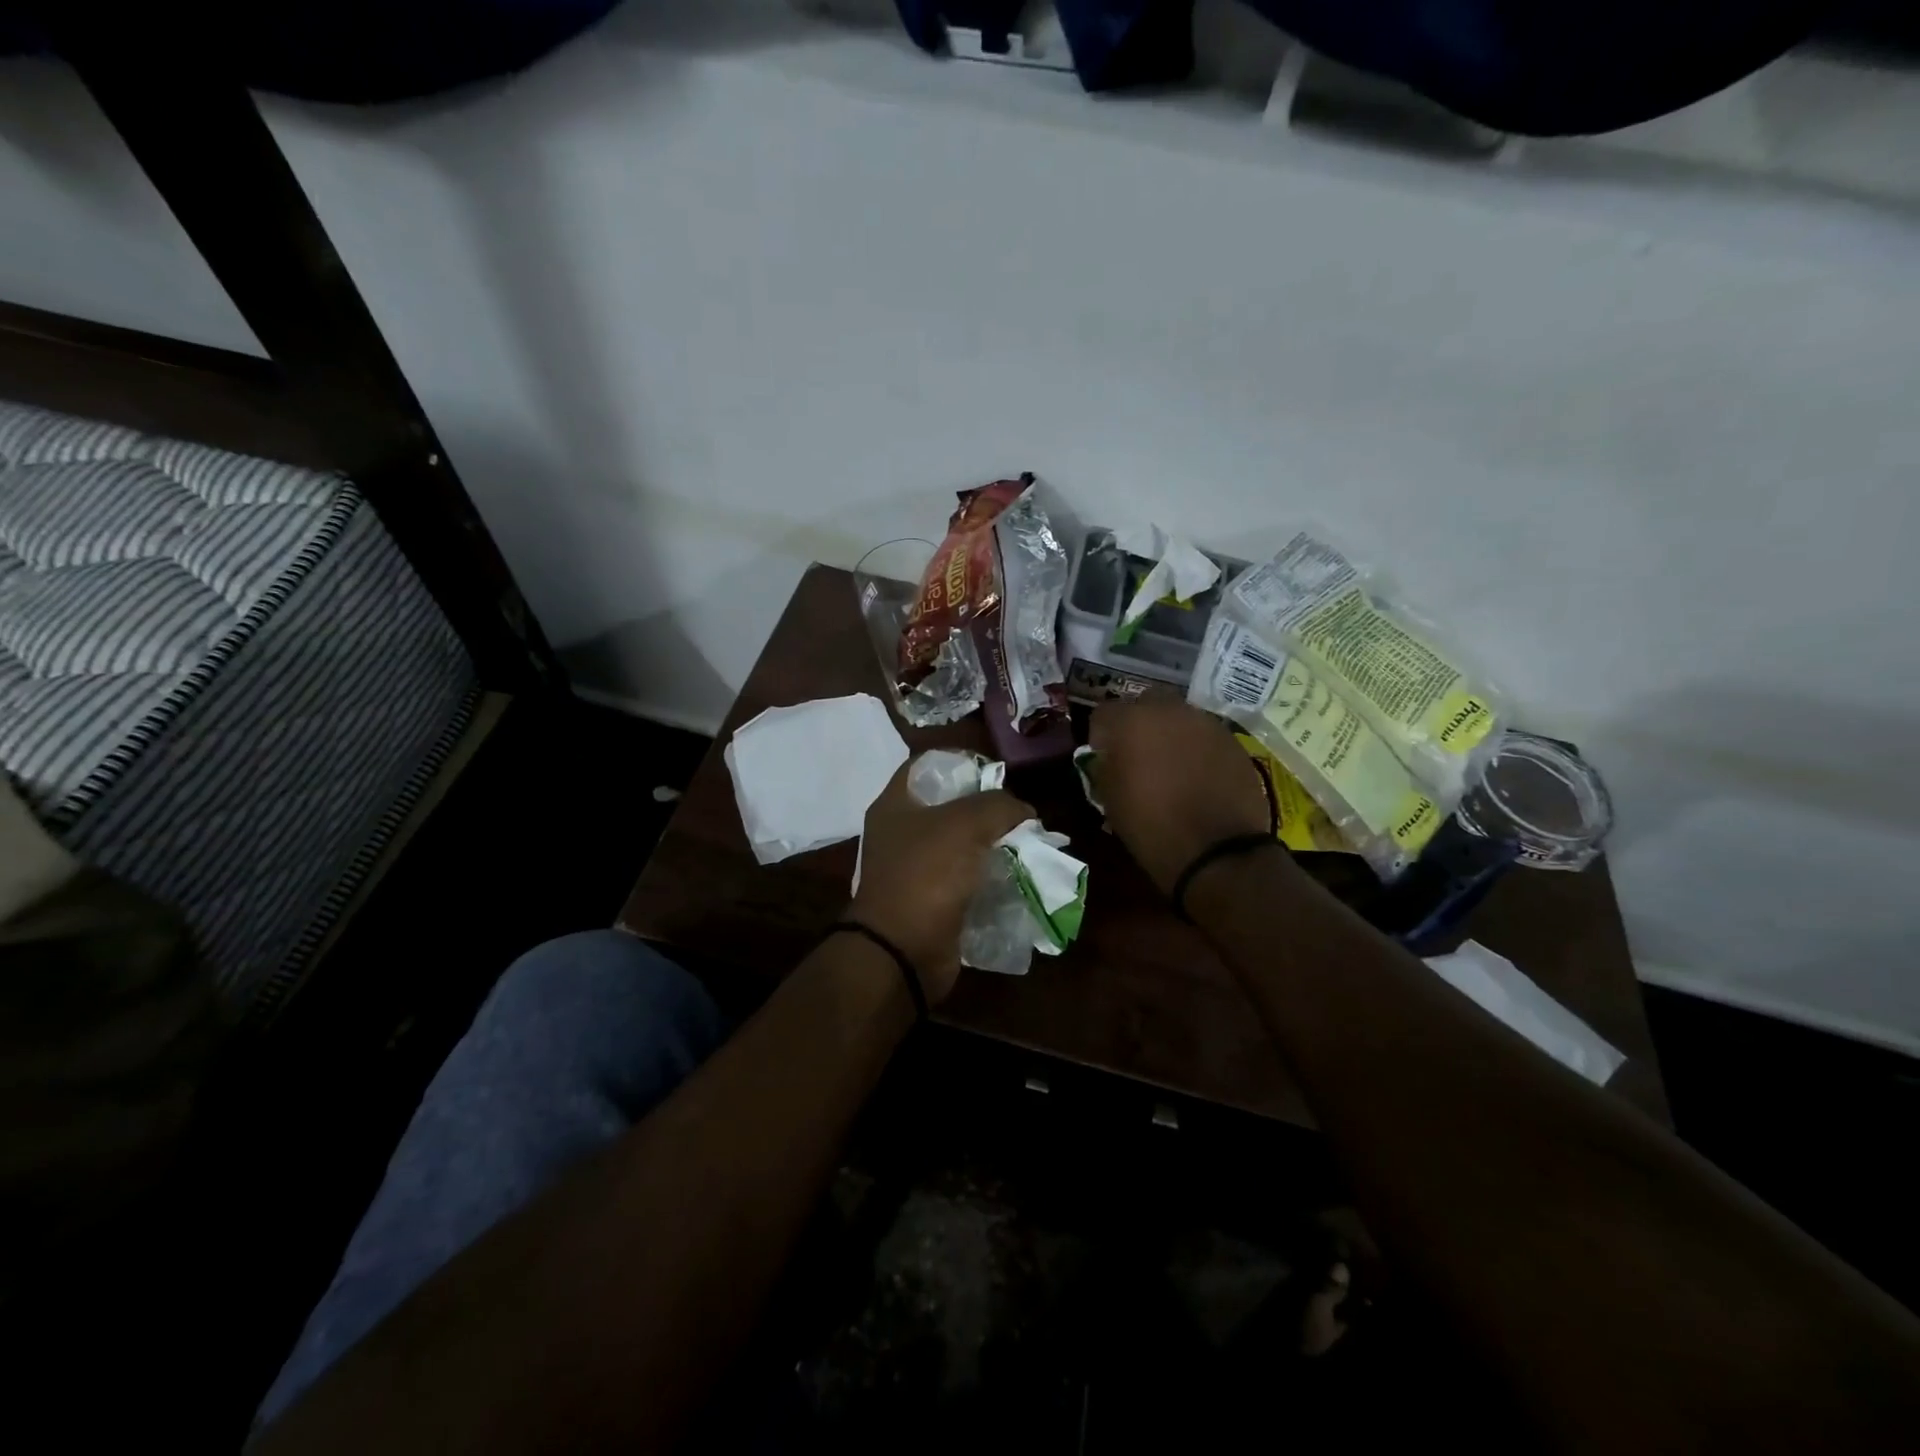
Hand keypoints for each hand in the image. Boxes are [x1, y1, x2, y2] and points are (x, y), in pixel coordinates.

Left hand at [848, 762, 1032, 1003]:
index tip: (993, 772)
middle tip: (1018, 812)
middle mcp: (899, 834)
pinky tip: (1015, 874)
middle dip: (985, 808)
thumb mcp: (965, 825)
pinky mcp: (930, 901)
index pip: (926, 766)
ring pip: (960, 845)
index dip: (960, 761)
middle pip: (948, 807)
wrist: (903, 951)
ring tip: (1025, 843)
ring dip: (991, 844)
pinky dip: (988, 877)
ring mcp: (913, 870)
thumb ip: (998, 806)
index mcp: (894, 805)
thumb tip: (1023, 809)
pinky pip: (965, 880)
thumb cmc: (926, 875)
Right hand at [1088, 696, 1275, 895]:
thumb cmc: (1150, 825)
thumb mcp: (1109, 798)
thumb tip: (1108, 756)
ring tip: (1170, 767)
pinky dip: (1196, 749)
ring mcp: (1206, 723)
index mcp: (1131, 721)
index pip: (1103, 714)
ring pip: (1178, 717)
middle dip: (1138, 725)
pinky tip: (1197, 777)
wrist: (1217, 851)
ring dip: (1169, 734)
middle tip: (1137, 756)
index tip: (1103, 758)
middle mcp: (1170, 710)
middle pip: (1145, 704)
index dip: (1100, 736)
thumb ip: (1104, 765)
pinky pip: (1204, 736)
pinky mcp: (1232, 741)